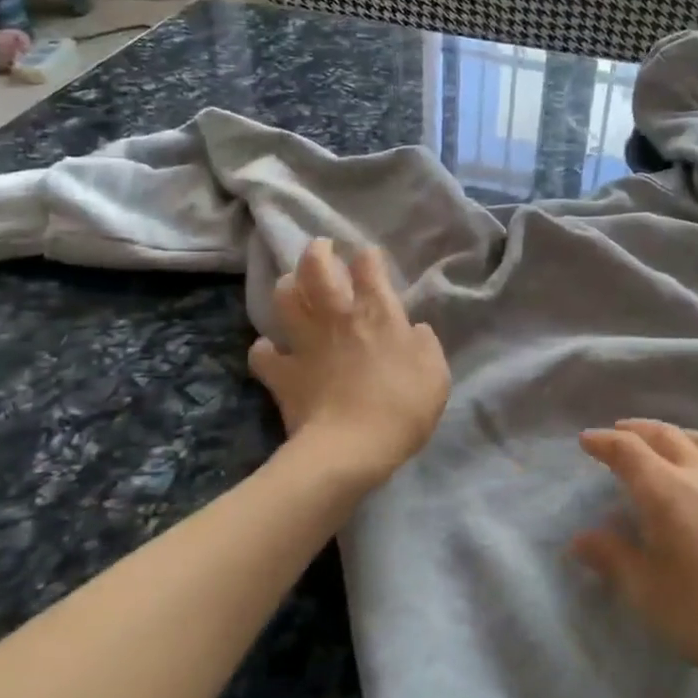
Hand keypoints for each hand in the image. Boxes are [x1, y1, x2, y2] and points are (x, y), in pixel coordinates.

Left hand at [248, 239, 449, 487]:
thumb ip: (424, 344)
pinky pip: (263, 352)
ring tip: (292, 286)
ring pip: (284, 299)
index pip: (368, 268)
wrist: (351, 449)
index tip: (368, 256)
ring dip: (287, 287)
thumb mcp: (435, 373)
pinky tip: (270, 349)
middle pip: (317, 269)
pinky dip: (265, 348)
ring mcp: (306, 343)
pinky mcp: (282, 373)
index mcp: (378, 313)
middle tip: (321, 248)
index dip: (368, 257)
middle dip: (317, 252)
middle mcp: (338, 317)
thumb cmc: (402, 408)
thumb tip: (413, 330)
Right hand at [574, 420, 697, 697]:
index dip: (604, 441)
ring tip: (669, 440)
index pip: (627, 451)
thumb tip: (581, 538)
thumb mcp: (650, 595)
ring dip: (680, 434)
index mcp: (665, 491)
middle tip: (621, 430)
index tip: (587, 439)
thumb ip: (614, 560)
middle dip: (638, 429)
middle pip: (666, 435)